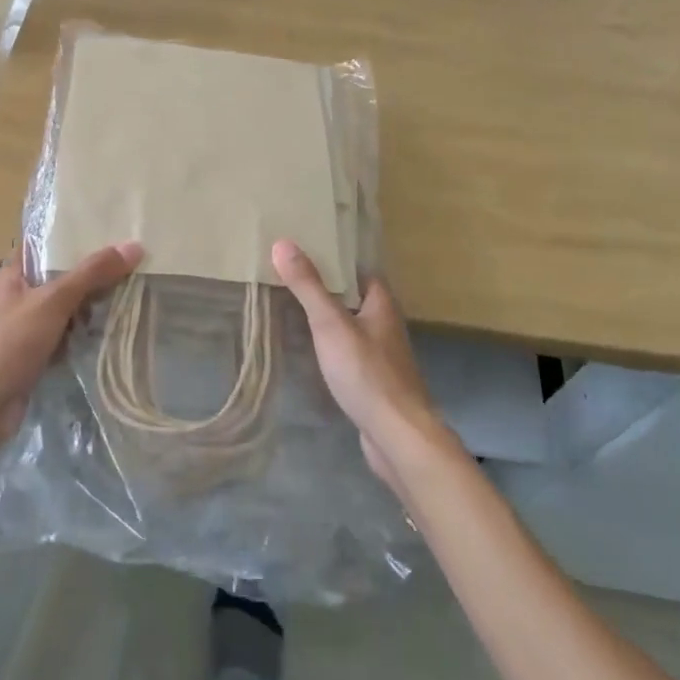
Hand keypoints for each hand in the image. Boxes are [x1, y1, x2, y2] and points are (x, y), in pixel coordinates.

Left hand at [0, 242, 142, 449]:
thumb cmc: (10, 343)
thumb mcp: (53, 301)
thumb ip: (92, 273)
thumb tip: (134, 245)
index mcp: (15, 273)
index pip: (48, 243)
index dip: (76, 234)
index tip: (113, 225)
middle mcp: (21, 295)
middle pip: (63, 275)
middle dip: (94, 271)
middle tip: (134, 259)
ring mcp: (28, 326)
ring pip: (67, 306)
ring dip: (93, 304)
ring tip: (133, 288)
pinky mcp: (36, 353)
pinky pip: (67, 334)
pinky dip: (86, 332)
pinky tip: (114, 327)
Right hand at [272, 239, 448, 493]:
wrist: (397, 436)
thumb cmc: (366, 372)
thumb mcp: (331, 324)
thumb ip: (308, 286)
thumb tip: (282, 242)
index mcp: (382, 304)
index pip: (359, 270)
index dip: (336, 259)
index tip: (306, 249)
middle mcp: (386, 325)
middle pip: (355, 297)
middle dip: (328, 288)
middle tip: (291, 277)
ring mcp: (383, 356)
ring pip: (352, 327)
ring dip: (329, 319)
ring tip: (293, 309)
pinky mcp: (375, 382)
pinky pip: (350, 354)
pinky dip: (332, 347)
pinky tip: (312, 352)